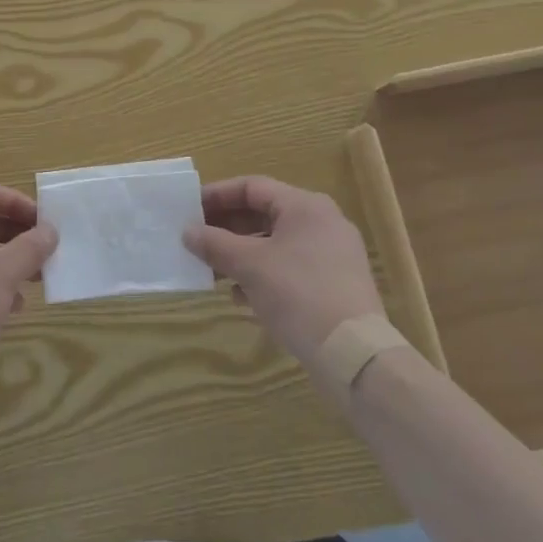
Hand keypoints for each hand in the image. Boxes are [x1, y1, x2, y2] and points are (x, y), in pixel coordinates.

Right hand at [183, 175, 382, 362]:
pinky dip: (263, 274)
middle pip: (264, 214)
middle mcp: (322, 222)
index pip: (252, 187)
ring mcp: (333, 254)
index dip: (217, 195)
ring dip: (241, 254)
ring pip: (275, 243)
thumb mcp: (249, 266)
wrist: (354, 355)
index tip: (189, 209)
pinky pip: (290, 267)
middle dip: (227, 228)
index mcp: (305, 206)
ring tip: (213, 270)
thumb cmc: (298, 294)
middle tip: (197, 240)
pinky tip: (242, 297)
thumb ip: (214, 244)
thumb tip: (187, 232)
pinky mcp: (335, 284)